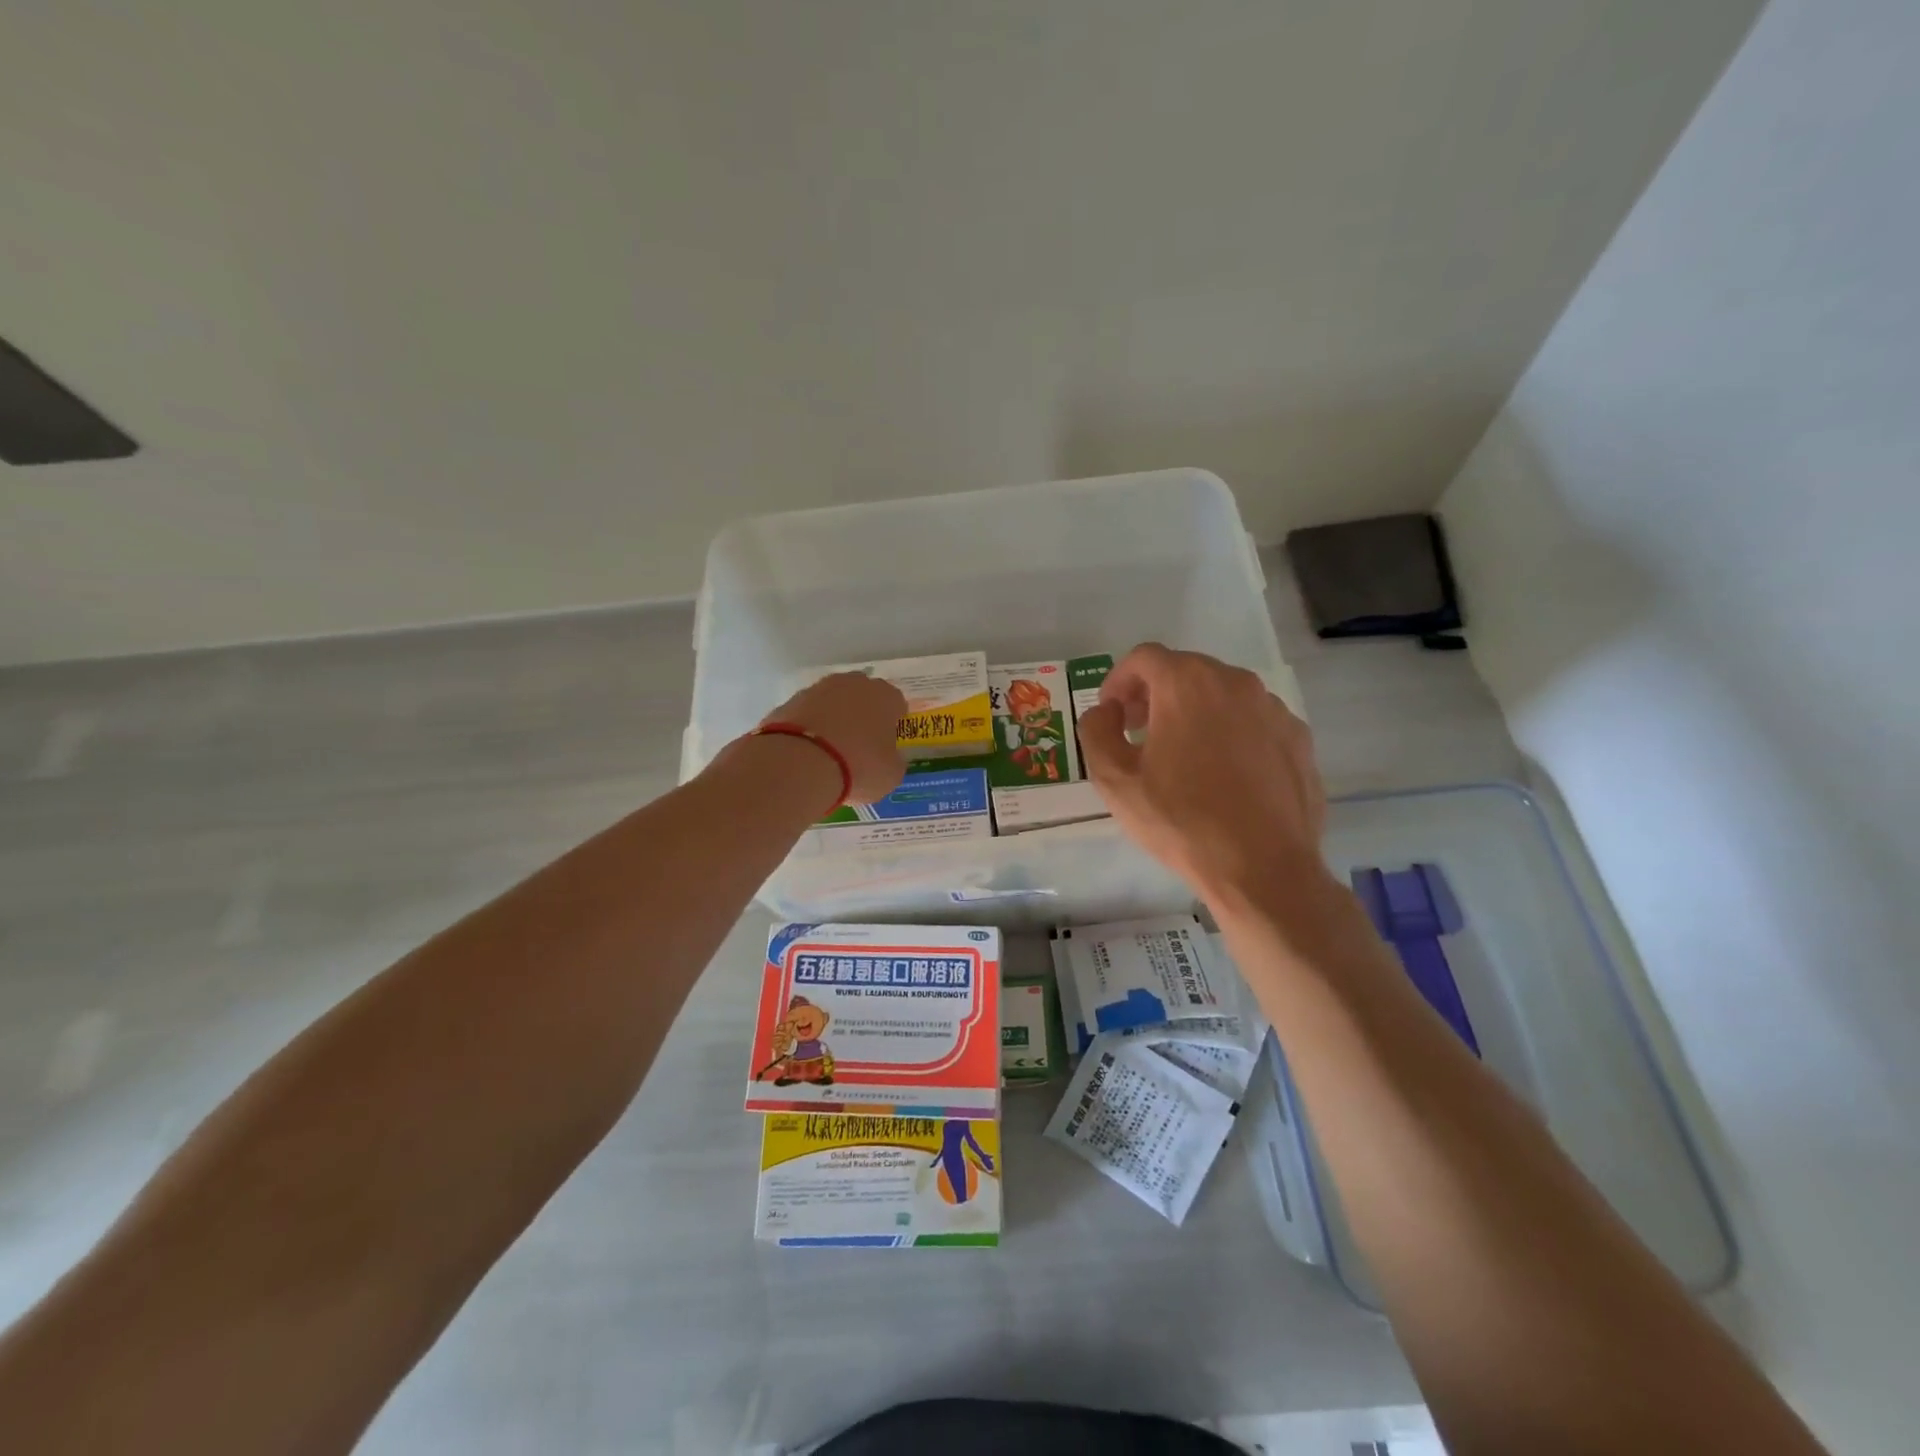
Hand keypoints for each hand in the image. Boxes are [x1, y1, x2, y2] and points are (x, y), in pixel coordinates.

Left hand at [761, 671, 907, 802]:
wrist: (800, 764)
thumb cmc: (858, 767)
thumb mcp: (890, 775)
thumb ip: (893, 761)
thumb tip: (887, 757)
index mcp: (885, 696)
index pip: (896, 704)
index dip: (892, 725)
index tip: (885, 745)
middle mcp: (854, 683)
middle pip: (863, 697)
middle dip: (862, 716)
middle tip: (859, 746)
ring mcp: (819, 689)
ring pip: (833, 702)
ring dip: (834, 719)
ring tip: (830, 751)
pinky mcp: (790, 700)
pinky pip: (808, 713)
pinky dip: (810, 727)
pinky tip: (808, 752)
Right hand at [1077, 644, 1330, 901]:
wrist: (1262, 867)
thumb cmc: (1181, 820)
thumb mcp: (1115, 780)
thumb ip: (1096, 732)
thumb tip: (1105, 712)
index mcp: (1187, 683)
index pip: (1144, 658)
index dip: (1119, 680)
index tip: (1112, 713)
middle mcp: (1235, 682)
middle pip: (1185, 670)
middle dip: (1155, 694)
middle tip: (1138, 731)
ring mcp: (1273, 708)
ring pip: (1222, 694)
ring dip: (1194, 712)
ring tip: (1182, 755)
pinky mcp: (1298, 738)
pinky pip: (1253, 721)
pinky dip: (1231, 732)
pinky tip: (1224, 774)